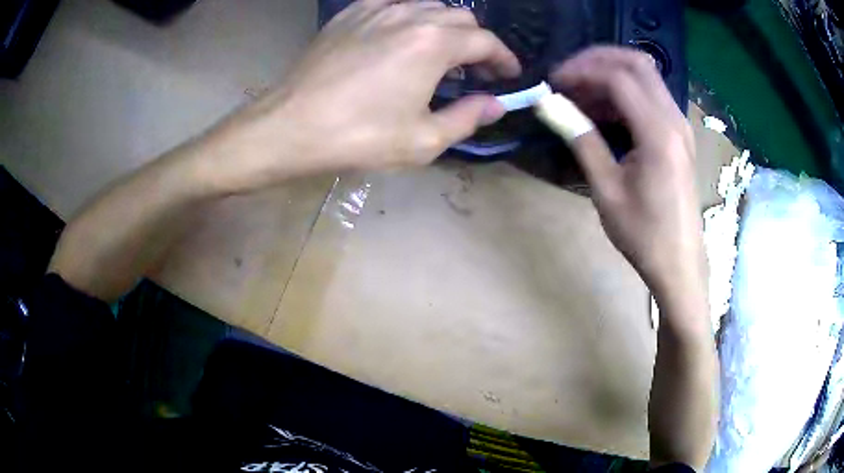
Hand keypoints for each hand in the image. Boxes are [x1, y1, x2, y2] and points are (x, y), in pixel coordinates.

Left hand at [210, 0, 520, 191]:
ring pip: (428, 7)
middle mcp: (409, 15)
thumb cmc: (358, 137)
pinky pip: (393, 4)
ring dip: (445, 29)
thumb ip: (467, 118)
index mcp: (433, 43)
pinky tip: (402, 37)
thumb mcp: (422, 140)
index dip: (504, 58)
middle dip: (477, 44)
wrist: (290, 126)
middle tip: (475, 71)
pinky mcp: (350, 14)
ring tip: (440, 55)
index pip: (485, 41)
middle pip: (461, 19)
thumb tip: (496, 105)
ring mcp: (376, 9)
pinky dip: (410, 17)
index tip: (509, 75)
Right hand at [549, 47, 704, 296]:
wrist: (680, 263)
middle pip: (637, 63)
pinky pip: (652, 96)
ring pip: (646, 76)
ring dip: (611, 75)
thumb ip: (581, 139)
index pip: (618, 77)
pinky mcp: (679, 135)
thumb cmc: (644, 234)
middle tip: (568, 78)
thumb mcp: (606, 190)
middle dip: (597, 60)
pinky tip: (606, 112)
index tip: (553, 83)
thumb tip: (548, 104)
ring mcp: (680, 125)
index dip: (581, 71)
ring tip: (581, 95)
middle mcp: (674, 119)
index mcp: (658, 133)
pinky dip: (626, 93)